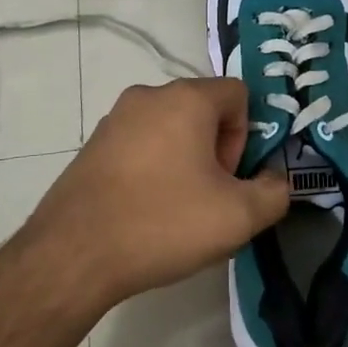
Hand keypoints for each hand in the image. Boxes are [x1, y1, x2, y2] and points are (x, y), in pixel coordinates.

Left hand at [19, 77, 289, 313]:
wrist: (74, 253)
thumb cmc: (163, 222)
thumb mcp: (238, 217)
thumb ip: (273, 193)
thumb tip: (273, 181)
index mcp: (186, 98)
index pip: (238, 93)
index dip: (246, 135)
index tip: (230, 177)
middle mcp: (148, 95)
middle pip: (203, 109)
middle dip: (216, 149)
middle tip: (208, 197)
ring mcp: (115, 117)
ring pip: (170, 128)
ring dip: (184, 159)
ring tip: (176, 209)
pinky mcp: (93, 143)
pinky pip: (140, 144)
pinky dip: (152, 168)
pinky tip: (144, 210)